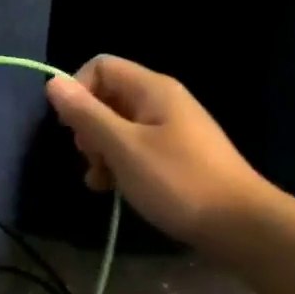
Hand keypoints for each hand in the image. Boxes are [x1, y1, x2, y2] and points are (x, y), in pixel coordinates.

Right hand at [45, 55, 269, 245]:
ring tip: (100, 180)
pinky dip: (119, 163)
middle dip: (88, 126)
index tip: (71, 127)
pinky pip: (135, 146)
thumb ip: (87, 114)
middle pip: (107, 96)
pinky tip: (113, 188)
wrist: (242, 227)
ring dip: (100, 150)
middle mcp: (162, 101)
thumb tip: (53, 82)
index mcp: (152, 89)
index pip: (100, 67)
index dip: (78, 91)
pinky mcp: (175, 155)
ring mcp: (171, 129)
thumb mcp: (123, 147)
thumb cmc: (178, 181)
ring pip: (118, 125)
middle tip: (90, 157)